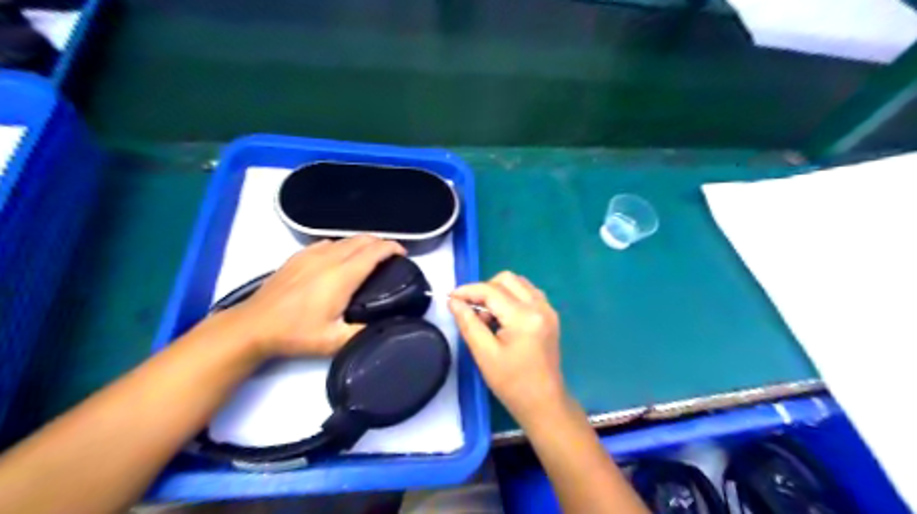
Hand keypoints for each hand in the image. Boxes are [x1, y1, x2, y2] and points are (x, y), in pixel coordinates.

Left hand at [225, 234, 404, 356]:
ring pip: (345, 239)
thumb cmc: (295, 333)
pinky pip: (327, 243)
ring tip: (369, 256)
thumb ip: (363, 333)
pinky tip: (339, 257)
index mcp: (342, 276)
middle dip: (381, 242)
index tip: (403, 253)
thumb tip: (385, 327)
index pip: (374, 251)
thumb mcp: (334, 341)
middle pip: (362, 239)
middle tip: (390, 256)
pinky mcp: (297, 257)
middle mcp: (329, 258)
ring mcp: (311, 255)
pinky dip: (342, 245)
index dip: (392, 247)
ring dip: (362, 243)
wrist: (254, 326)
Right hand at [446, 271, 562, 422]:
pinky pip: (528, 293)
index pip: (491, 290)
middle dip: (484, 289)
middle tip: (472, 310)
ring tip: (488, 316)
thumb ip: (468, 323)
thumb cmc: (512, 383)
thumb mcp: (484, 354)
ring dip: (498, 292)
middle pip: (507, 279)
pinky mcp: (550, 315)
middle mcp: (539, 306)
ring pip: (518, 283)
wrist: (544, 403)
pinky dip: (511, 297)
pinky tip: (503, 318)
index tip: (450, 298)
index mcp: (524, 317)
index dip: (468, 290)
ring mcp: (548, 309)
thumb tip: (454, 301)